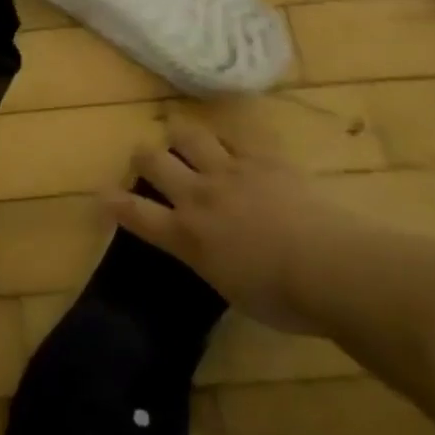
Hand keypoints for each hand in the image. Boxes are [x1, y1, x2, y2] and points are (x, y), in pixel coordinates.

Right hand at [107, 117, 378, 332]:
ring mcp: (229, 171)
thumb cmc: (285, 299)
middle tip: (148, 161)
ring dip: (181, 136)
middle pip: (153, 161)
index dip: (114, 203)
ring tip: (185, 140)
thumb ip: (210, 261)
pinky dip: (229, 139)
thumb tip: (209, 252)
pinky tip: (234, 142)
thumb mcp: (232, 290)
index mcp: (187, 236)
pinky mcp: (262, 158)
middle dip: (144, 157)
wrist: (332, 267)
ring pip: (188, 136)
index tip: (102, 195)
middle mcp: (198, 196)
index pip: (136, 213)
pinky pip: (236, 136)